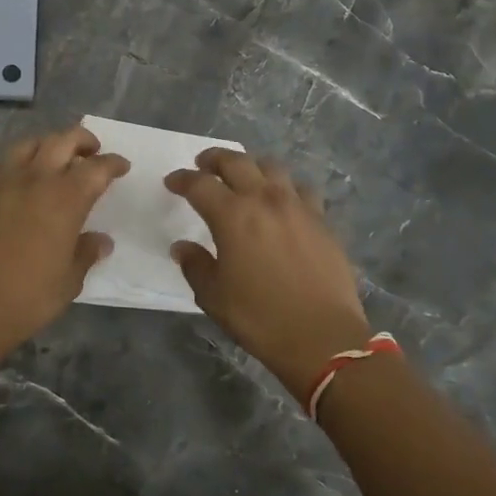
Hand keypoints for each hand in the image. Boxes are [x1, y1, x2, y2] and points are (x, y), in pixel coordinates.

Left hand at [0, 126, 128, 345]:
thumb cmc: (29, 296)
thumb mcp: (69, 280)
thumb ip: (86, 253)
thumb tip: (101, 241)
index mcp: (66, 198)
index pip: (96, 168)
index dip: (112, 163)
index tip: (121, 166)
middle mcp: (35, 179)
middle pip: (62, 141)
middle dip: (82, 140)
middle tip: (90, 150)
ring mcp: (1, 182)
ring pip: (27, 145)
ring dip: (46, 145)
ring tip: (52, 158)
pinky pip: (0, 167)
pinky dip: (16, 166)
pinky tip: (17, 183)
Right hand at [165, 149, 372, 401]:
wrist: (322, 337)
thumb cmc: (260, 317)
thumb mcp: (214, 296)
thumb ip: (195, 265)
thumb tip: (182, 247)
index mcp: (232, 215)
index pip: (200, 184)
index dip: (182, 179)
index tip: (172, 182)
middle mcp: (264, 200)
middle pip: (236, 162)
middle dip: (215, 158)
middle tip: (203, 164)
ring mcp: (298, 207)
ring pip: (272, 168)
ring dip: (252, 165)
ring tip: (244, 175)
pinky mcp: (322, 221)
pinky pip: (302, 189)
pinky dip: (286, 187)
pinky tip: (283, 200)